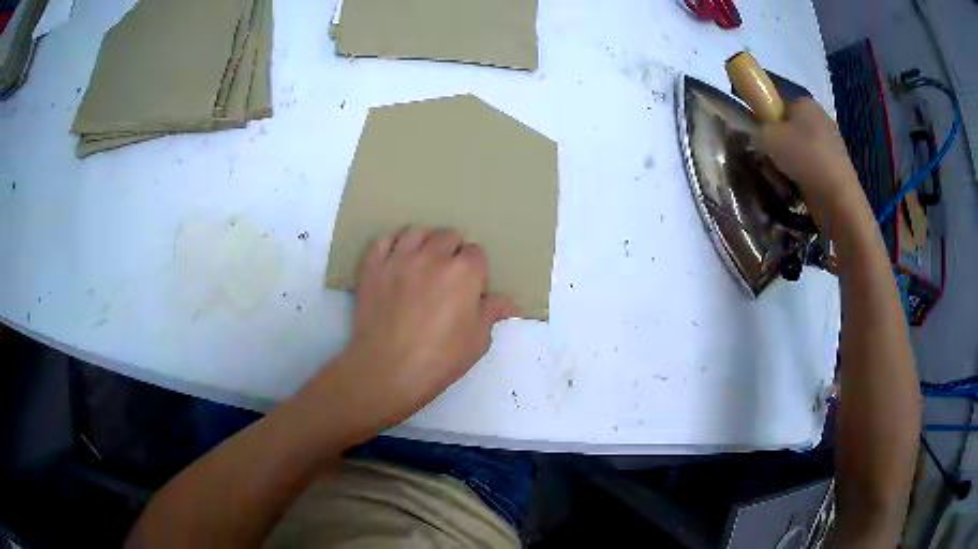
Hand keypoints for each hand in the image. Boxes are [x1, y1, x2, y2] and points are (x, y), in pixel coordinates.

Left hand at [325, 227, 518, 432]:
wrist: (388, 370)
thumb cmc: (439, 359)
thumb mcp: (477, 341)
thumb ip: (491, 313)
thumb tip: (508, 303)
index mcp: (464, 272)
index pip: (476, 253)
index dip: (476, 271)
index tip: (470, 290)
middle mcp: (432, 255)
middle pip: (448, 236)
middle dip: (452, 252)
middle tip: (447, 278)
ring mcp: (399, 258)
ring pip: (416, 231)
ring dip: (425, 243)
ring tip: (423, 263)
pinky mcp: (372, 266)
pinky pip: (384, 240)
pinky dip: (393, 244)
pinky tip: (397, 258)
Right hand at [760, 99, 870, 233]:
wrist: (837, 197)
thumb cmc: (803, 157)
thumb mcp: (766, 137)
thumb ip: (758, 130)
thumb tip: (760, 135)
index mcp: (805, 102)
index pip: (779, 105)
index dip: (767, 120)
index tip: (761, 138)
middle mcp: (820, 118)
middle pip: (790, 130)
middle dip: (778, 146)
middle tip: (770, 161)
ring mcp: (831, 144)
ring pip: (800, 151)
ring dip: (789, 165)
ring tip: (784, 180)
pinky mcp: (836, 168)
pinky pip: (812, 169)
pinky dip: (803, 177)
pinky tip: (799, 189)